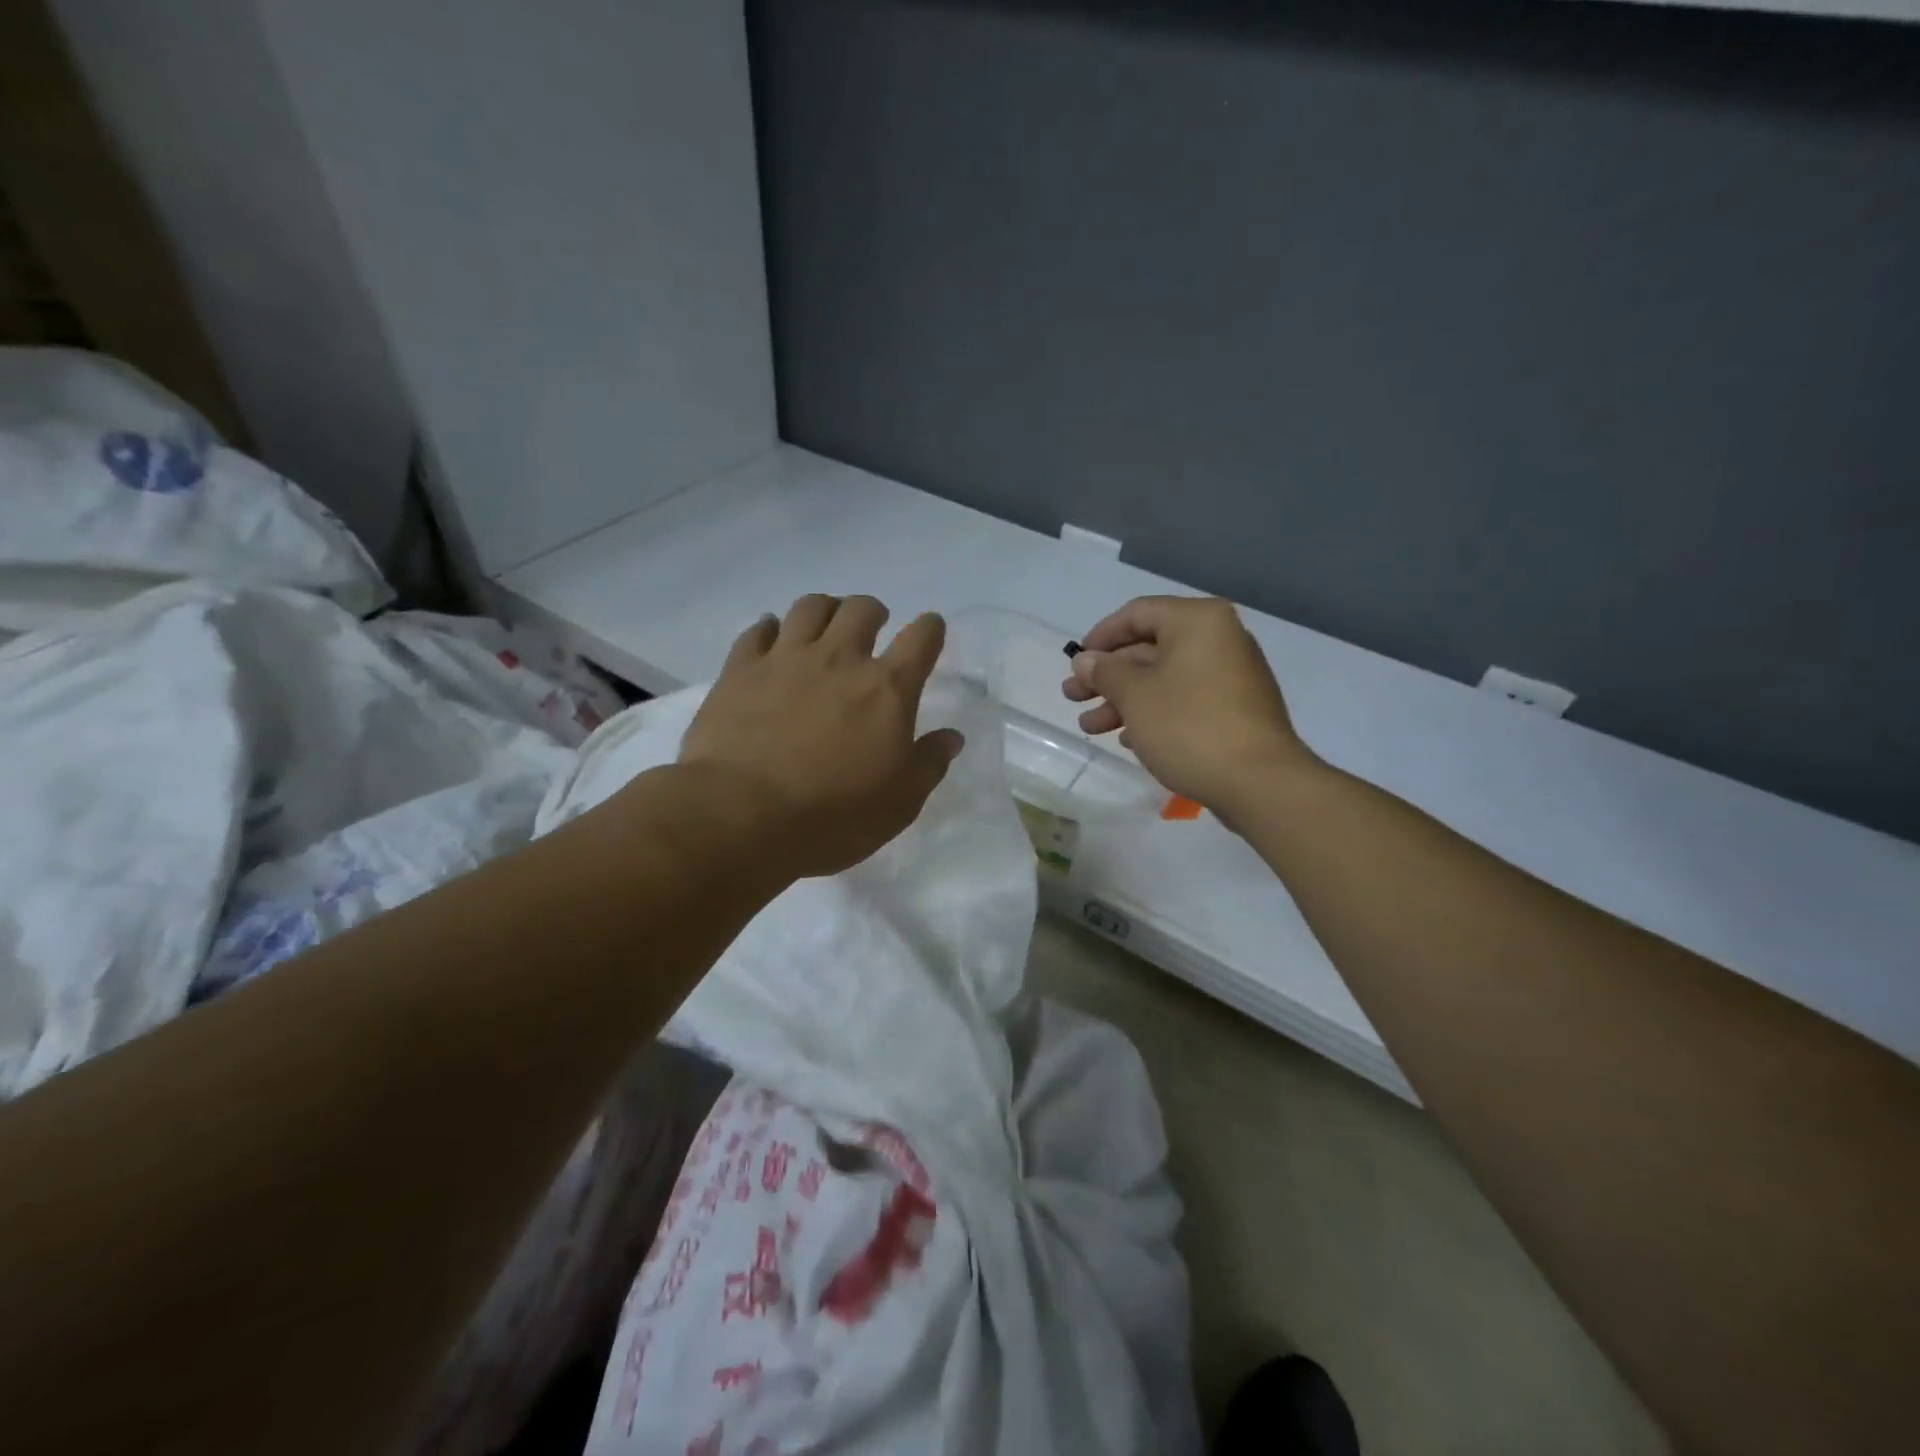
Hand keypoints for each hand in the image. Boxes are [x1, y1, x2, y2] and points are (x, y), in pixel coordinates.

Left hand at [678, 595, 962, 880]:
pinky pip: (758, 630)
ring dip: (825, 609)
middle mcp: (840, 659)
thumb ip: (928, 763)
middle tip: (872, 626)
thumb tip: (952, 737)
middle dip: (873, 611)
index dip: (930, 629)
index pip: (921, 640)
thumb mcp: (899, 802)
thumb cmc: (833, 816)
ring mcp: (786, 658)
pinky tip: (771, 636)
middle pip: (861, 609)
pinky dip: (770, 628)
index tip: (930, 629)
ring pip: (810, 607)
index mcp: (887, 689)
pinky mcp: (741, 669)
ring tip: (825, 623)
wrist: (742, 815)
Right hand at [1063, 596, 1316, 815]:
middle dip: (1107, 676)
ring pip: (1164, 679)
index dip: (1100, 637)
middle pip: (1149, 649)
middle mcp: (1219, 639)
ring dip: (1123, 701)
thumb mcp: (1135, 695)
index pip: (1137, 614)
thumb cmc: (1189, 726)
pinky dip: (1153, 714)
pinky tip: (1127, 738)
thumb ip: (1105, 672)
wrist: (1259, 783)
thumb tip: (1086, 660)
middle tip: (1072, 698)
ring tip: (1090, 728)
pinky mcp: (1235, 710)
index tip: (1076, 663)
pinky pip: (1184, 701)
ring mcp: (1231, 676)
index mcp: (1198, 622)